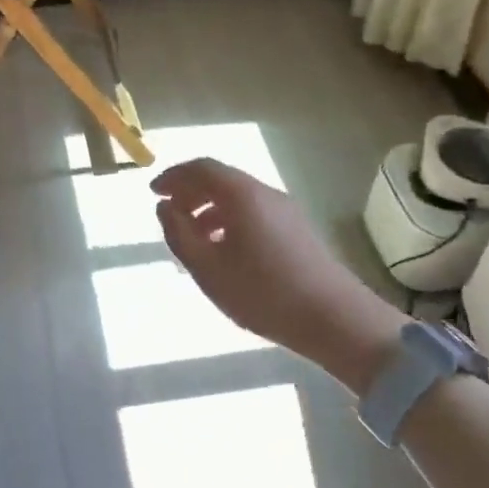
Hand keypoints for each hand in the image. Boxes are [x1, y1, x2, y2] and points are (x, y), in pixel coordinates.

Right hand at [152, 158, 399, 372]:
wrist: (335, 319)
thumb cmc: (263, 292)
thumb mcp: (207, 268)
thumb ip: (179, 234)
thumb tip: (165, 207)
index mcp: (241, 194)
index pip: (201, 168)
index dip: (173, 176)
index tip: (153, 193)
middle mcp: (264, 193)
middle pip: (220, 179)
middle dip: (189, 192)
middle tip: (168, 214)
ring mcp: (285, 210)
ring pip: (237, 198)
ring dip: (208, 210)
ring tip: (192, 240)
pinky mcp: (297, 230)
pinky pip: (253, 213)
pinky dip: (228, 221)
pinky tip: (223, 252)